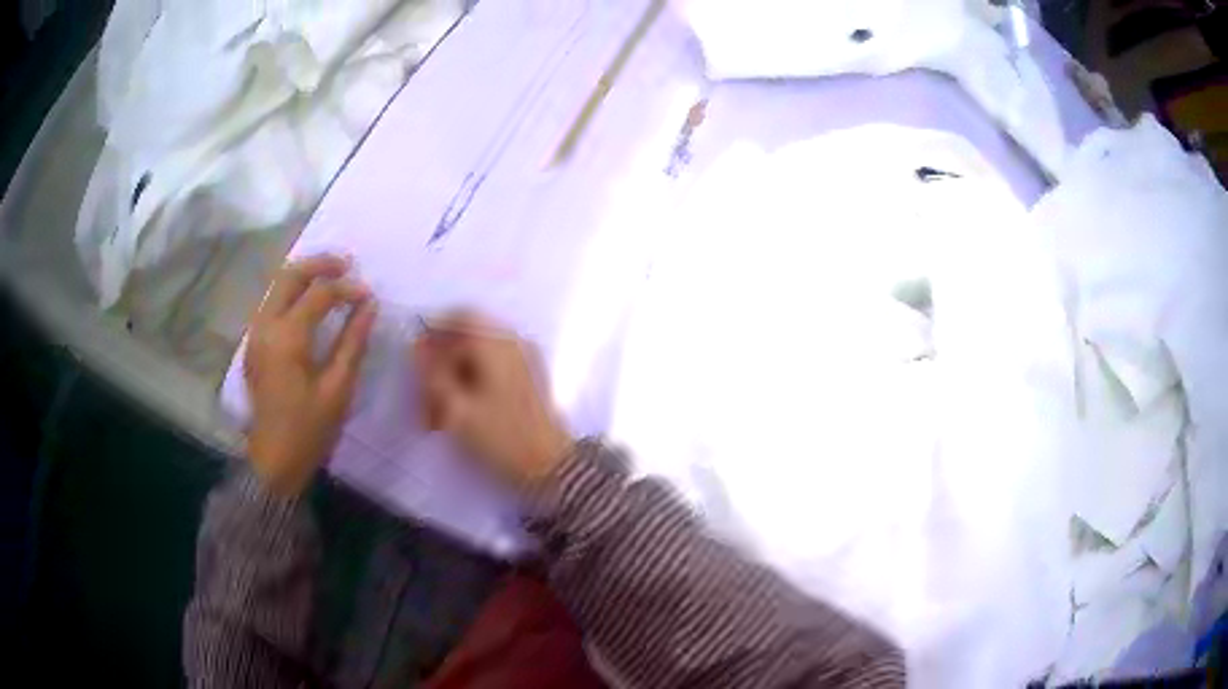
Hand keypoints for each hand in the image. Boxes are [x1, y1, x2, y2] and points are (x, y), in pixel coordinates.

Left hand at [245, 256, 376, 495]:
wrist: (274, 462)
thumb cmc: (309, 430)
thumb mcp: (338, 388)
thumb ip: (353, 341)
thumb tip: (369, 305)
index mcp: (286, 337)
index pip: (319, 294)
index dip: (347, 288)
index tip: (369, 294)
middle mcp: (265, 326)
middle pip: (289, 275)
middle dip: (319, 264)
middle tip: (347, 264)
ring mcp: (254, 334)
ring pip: (277, 286)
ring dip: (304, 276)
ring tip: (332, 278)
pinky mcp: (253, 345)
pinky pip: (272, 304)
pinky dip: (292, 294)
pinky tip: (310, 303)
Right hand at [413, 312, 572, 486]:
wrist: (551, 468)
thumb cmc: (501, 437)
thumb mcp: (456, 407)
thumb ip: (432, 372)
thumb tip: (417, 346)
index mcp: (496, 342)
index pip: (459, 317)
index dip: (432, 332)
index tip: (415, 361)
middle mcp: (512, 344)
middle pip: (465, 339)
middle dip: (439, 365)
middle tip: (423, 397)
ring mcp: (522, 362)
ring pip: (475, 360)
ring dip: (451, 381)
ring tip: (434, 418)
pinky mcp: (525, 383)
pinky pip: (488, 374)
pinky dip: (468, 389)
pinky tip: (456, 418)